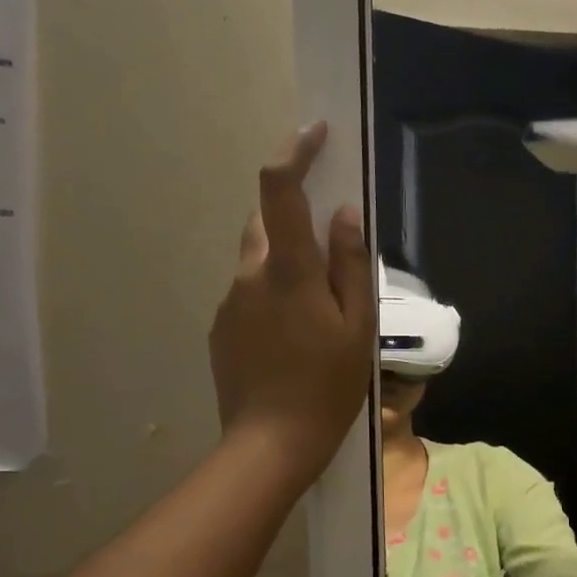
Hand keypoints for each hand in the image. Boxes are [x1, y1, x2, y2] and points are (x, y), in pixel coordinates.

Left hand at [209, 123, 374, 491]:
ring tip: (316, 318)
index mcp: (288, 271)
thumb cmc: (328, 386)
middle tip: (329, 261)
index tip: (315, 133)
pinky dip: (270, 300)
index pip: (279, 190)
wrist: (271, 444)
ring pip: (258, 264)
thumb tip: (343, 213)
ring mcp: (229, 303)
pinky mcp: (220, 329)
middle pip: (265, 225)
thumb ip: (349, 265)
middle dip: (294, 223)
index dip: (295, 152)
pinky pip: (248, 296)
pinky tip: (291, 342)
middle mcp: (249, 276)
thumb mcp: (356, 327)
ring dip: (285, 269)